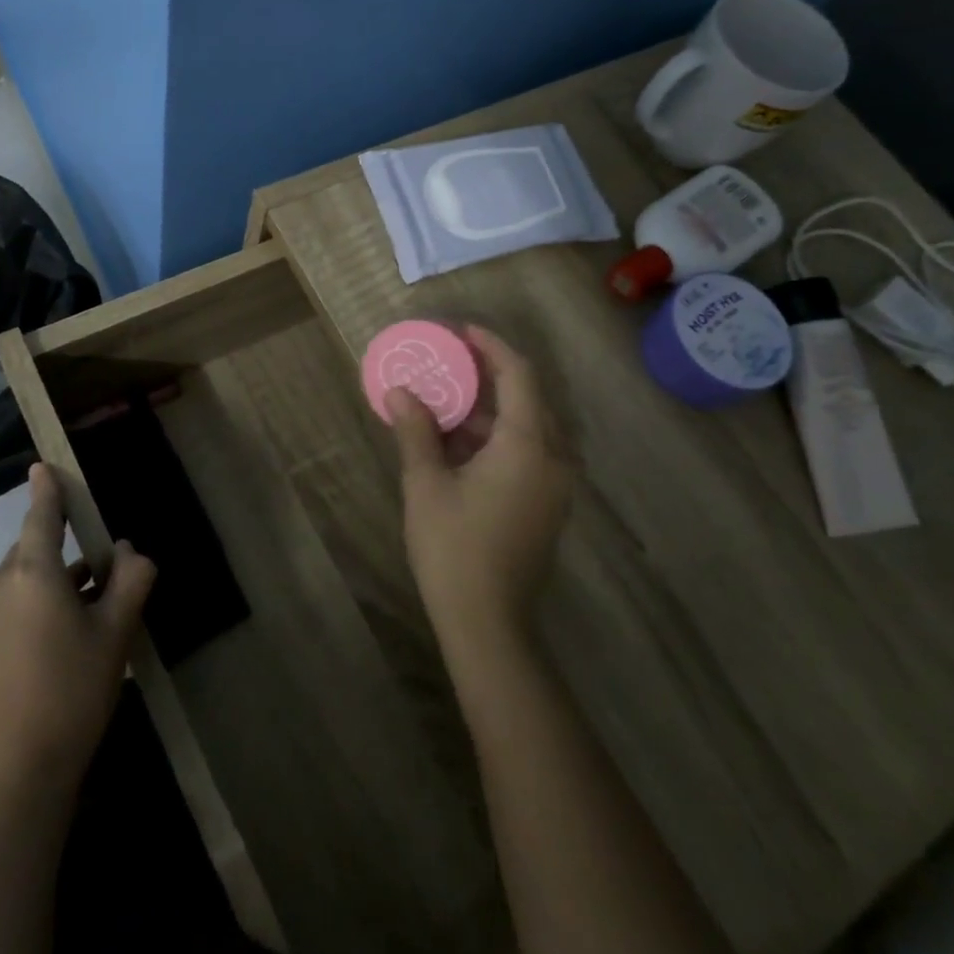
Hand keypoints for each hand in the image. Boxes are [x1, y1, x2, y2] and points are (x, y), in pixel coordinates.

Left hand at [0, 464, 156, 797]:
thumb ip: (130, 578)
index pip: (41, 515)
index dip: (47, 488)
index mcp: (31, 572)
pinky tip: (60, 632)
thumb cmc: (74, 691)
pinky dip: (33, 602)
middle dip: (64, 550)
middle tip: (102, 572)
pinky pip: (8, 602)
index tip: (43, 464)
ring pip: (21, 577)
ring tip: (88, 607)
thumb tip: (127, 551)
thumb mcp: (118, 631)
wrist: (19, 772)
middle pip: (33, 548)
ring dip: (51, 580)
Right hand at [388, 326, 572, 650]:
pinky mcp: (546, 504)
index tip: (461, 330)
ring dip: (490, 409)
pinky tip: (459, 442)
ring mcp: (554, 484)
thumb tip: (400, 391)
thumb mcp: (426, 484)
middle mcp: (552, 458)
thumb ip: (416, 431)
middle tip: (451, 360)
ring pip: (527, 427)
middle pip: (527, 398)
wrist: (488, 622)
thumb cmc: (454, 548)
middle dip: (490, 374)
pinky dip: (496, 437)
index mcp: (527, 445)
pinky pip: (527, 452)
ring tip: (447, 398)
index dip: (492, 346)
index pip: (518, 375)